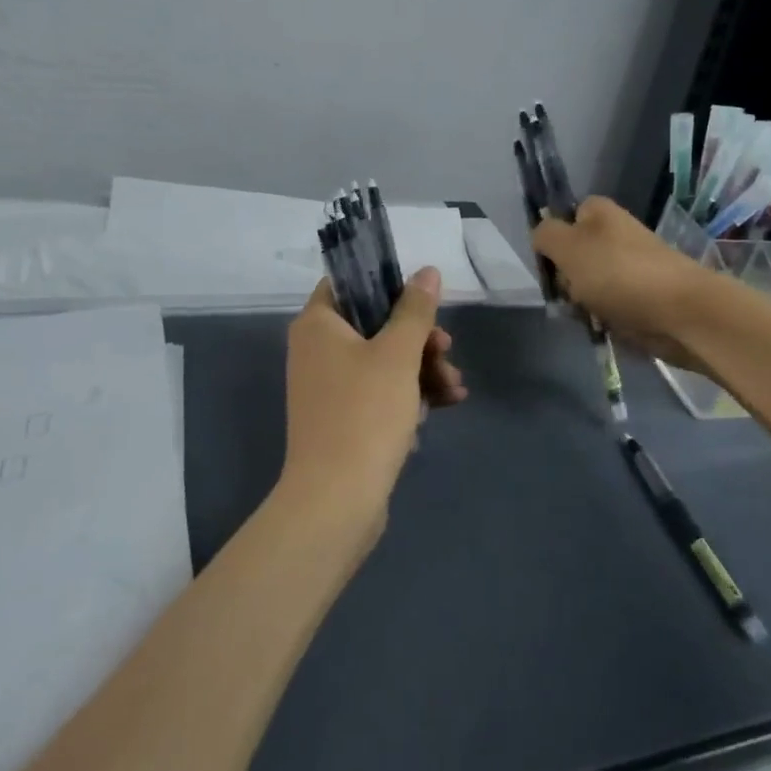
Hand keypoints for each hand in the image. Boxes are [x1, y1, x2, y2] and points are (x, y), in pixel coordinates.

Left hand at [279, 267, 466, 526]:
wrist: (337, 499)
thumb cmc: (365, 413)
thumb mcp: (398, 354)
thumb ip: (415, 310)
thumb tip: (427, 271)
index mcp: (318, 324)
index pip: (348, 283)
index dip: (386, 285)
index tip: (422, 301)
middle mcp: (316, 350)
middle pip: (374, 325)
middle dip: (418, 339)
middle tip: (446, 351)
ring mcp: (328, 387)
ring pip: (382, 362)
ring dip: (422, 370)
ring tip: (454, 390)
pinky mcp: (342, 419)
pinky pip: (378, 393)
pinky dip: (407, 396)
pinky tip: (441, 409)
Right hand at [530, 197, 720, 370]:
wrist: (680, 312)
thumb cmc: (618, 273)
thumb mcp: (568, 246)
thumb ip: (545, 234)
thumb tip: (541, 236)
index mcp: (599, 212)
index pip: (562, 218)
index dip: (552, 241)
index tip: (551, 263)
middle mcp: (615, 234)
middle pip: (571, 256)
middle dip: (565, 279)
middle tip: (571, 292)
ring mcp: (629, 267)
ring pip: (586, 285)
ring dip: (581, 303)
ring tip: (589, 314)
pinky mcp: (640, 297)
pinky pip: (607, 306)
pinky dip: (602, 318)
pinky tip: (604, 326)